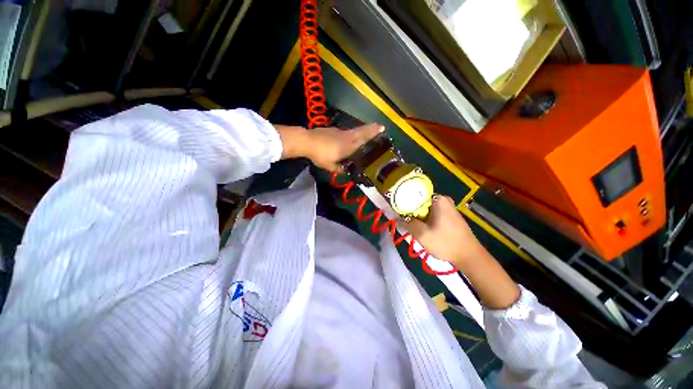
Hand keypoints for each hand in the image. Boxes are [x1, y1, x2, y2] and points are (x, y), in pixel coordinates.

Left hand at [276, 124, 383, 171]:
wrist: (306, 141)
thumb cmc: (320, 155)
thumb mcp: (330, 166)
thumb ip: (339, 169)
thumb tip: (345, 171)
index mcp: (348, 146)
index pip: (363, 139)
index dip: (372, 134)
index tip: (382, 128)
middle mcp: (346, 137)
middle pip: (361, 132)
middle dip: (371, 128)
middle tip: (380, 126)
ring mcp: (339, 132)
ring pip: (353, 131)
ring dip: (362, 130)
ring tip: (367, 132)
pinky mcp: (332, 130)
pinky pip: (345, 132)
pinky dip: (350, 134)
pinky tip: (347, 138)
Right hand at [405, 196, 520, 308]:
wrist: (469, 256)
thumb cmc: (445, 242)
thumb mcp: (422, 234)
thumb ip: (407, 223)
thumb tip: (395, 217)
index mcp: (438, 199)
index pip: (414, 195)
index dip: (403, 204)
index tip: (397, 213)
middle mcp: (443, 200)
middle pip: (420, 202)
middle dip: (411, 212)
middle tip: (403, 222)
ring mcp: (448, 208)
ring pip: (425, 209)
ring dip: (418, 217)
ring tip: (411, 226)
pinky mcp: (449, 216)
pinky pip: (432, 214)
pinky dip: (425, 220)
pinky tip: (422, 229)